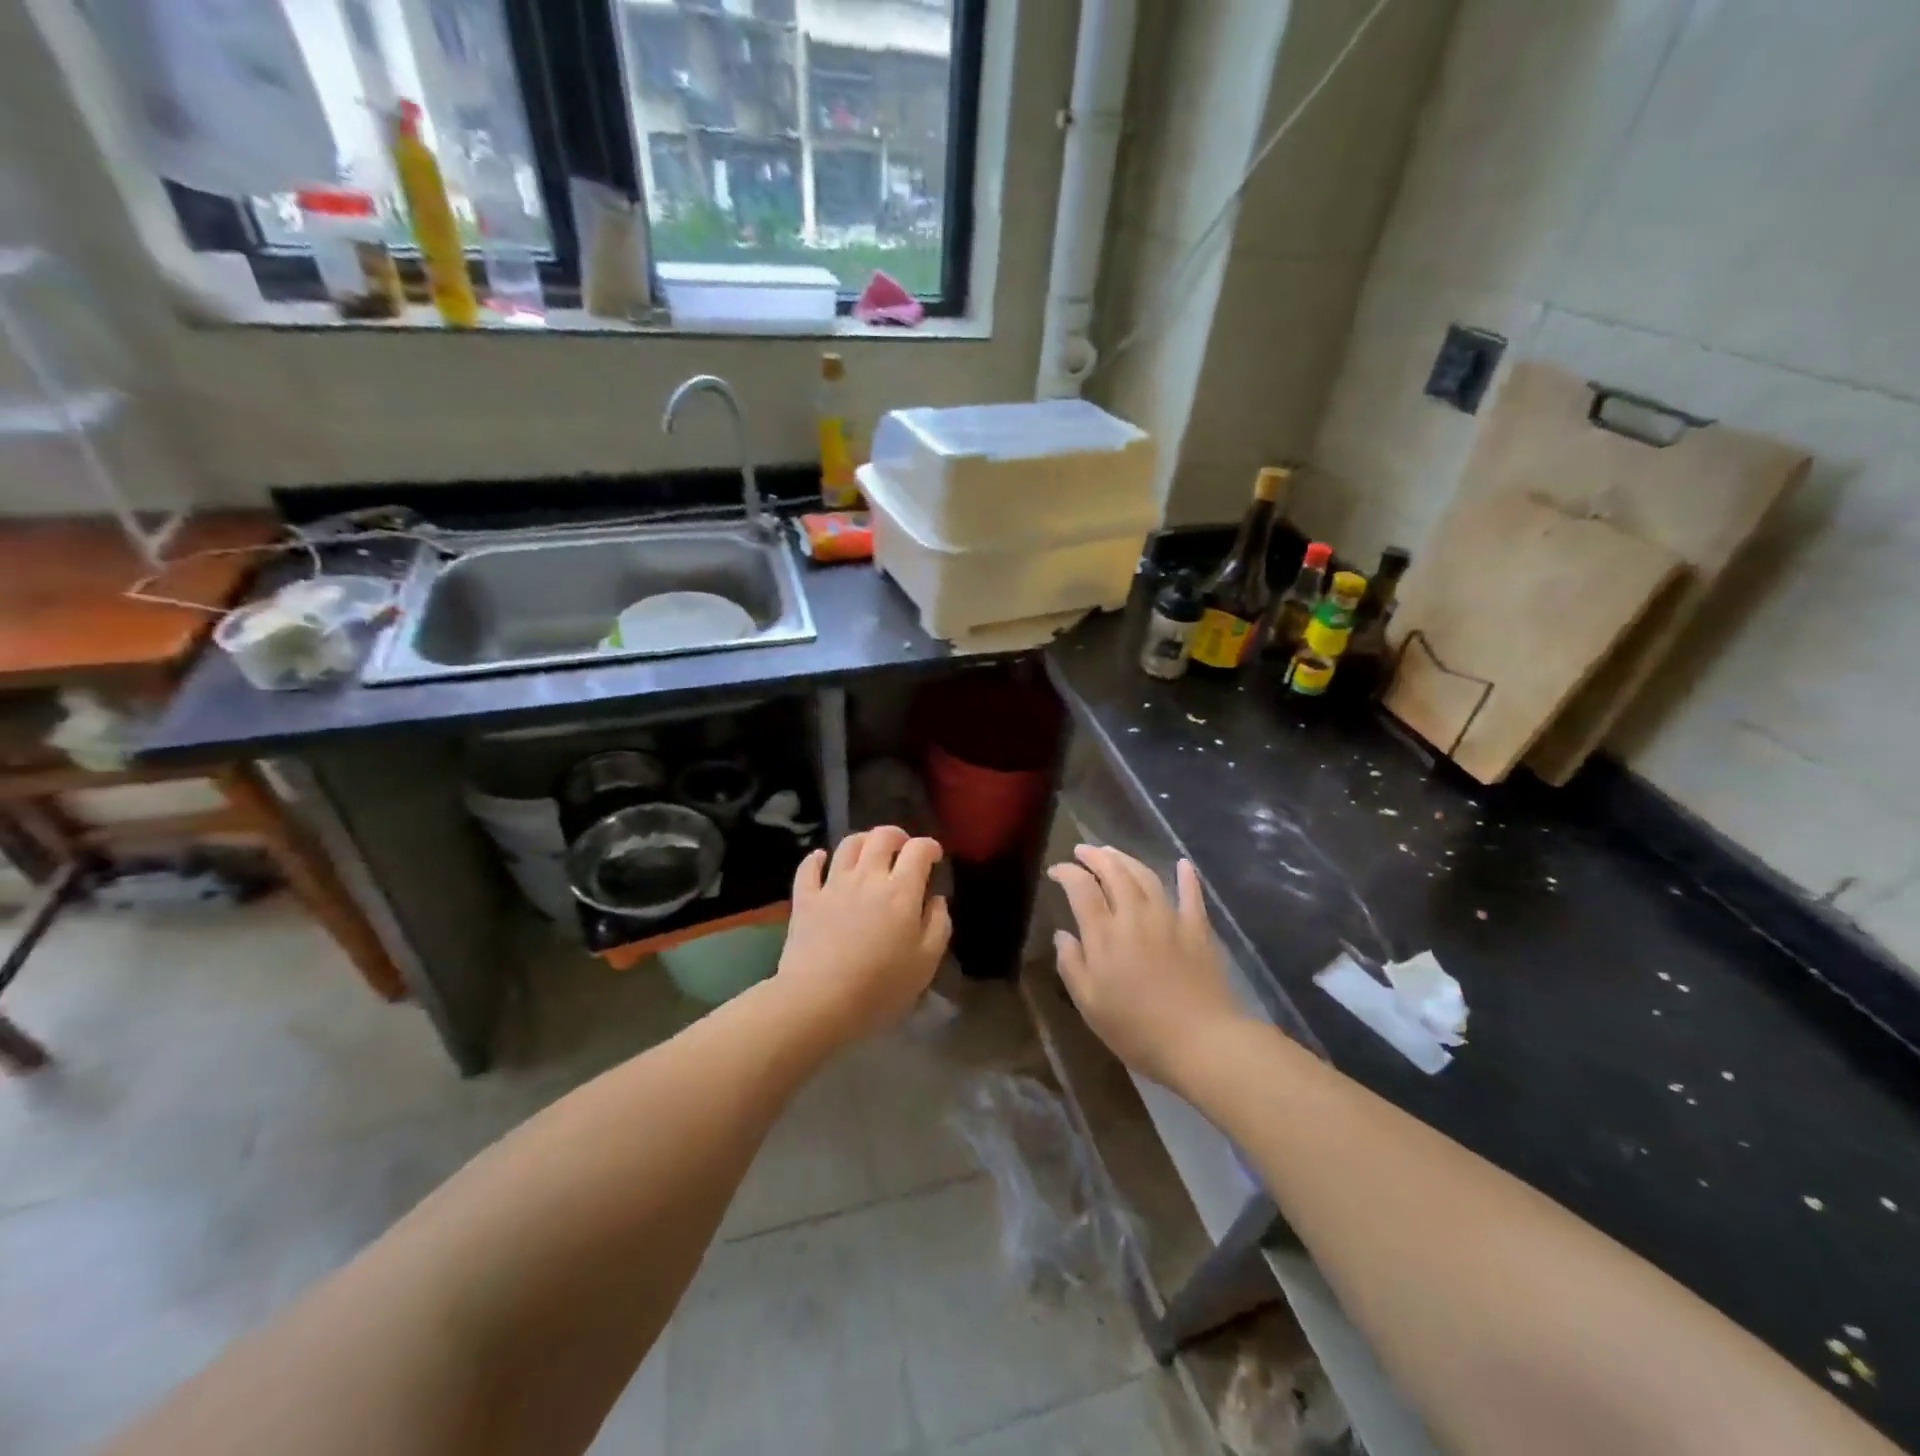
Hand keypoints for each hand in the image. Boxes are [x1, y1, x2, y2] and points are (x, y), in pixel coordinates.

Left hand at [777, 826, 950, 1043]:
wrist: (818, 1001)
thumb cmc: (880, 987)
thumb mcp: (926, 962)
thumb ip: (938, 925)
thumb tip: (936, 899)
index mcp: (901, 890)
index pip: (919, 850)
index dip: (930, 847)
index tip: (935, 857)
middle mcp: (867, 877)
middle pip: (882, 837)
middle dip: (897, 836)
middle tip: (903, 848)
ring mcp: (833, 885)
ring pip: (848, 845)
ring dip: (863, 840)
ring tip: (869, 850)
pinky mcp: (805, 899)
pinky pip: (809, 867)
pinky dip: (816, 858)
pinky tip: (821, 859)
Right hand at [1048, 846, 1245, 1089]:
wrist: (1200, 1041)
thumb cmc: (1136, 1029)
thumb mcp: (1089, 1004)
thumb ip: (1072, 964)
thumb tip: (1062, 934)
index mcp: (1104, 933)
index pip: (1081, 888)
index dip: (1066, 873)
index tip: (1055, 870)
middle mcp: (1134, 915)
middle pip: (1114, 872)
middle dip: (1095, 856)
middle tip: (1082, 851)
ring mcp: (1169, 918)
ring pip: (1145, 876)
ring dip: (1127, 859)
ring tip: (1113, 853)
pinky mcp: (1197, 929)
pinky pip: (1191, 895)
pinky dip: (1186, 877)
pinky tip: (1182, 865)